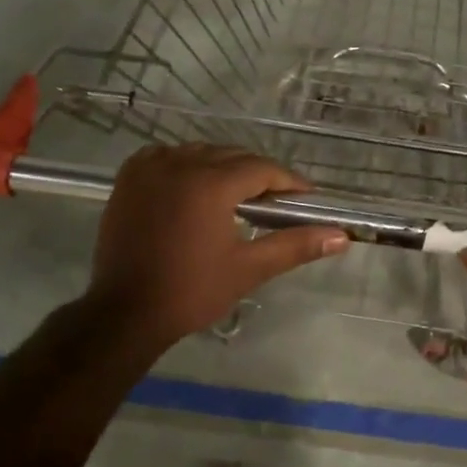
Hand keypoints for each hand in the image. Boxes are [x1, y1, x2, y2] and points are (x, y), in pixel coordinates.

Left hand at [87, 144, 348, 352]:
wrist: (125, 313)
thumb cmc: (192, 292)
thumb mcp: (249, 268)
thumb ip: (295, 245)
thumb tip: (341, 236)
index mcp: (210, 184)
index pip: (261, 169)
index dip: (288, 182)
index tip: (305, 198)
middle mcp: (179, 164)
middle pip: (232, 156)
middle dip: (258, 175)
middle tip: (276, 202)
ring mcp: (149, 168)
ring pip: (200, 153)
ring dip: (223, 167)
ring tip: (239, 196)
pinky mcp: (128, 179)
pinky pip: (167, 156)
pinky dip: (187, 164)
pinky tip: (196, 186)